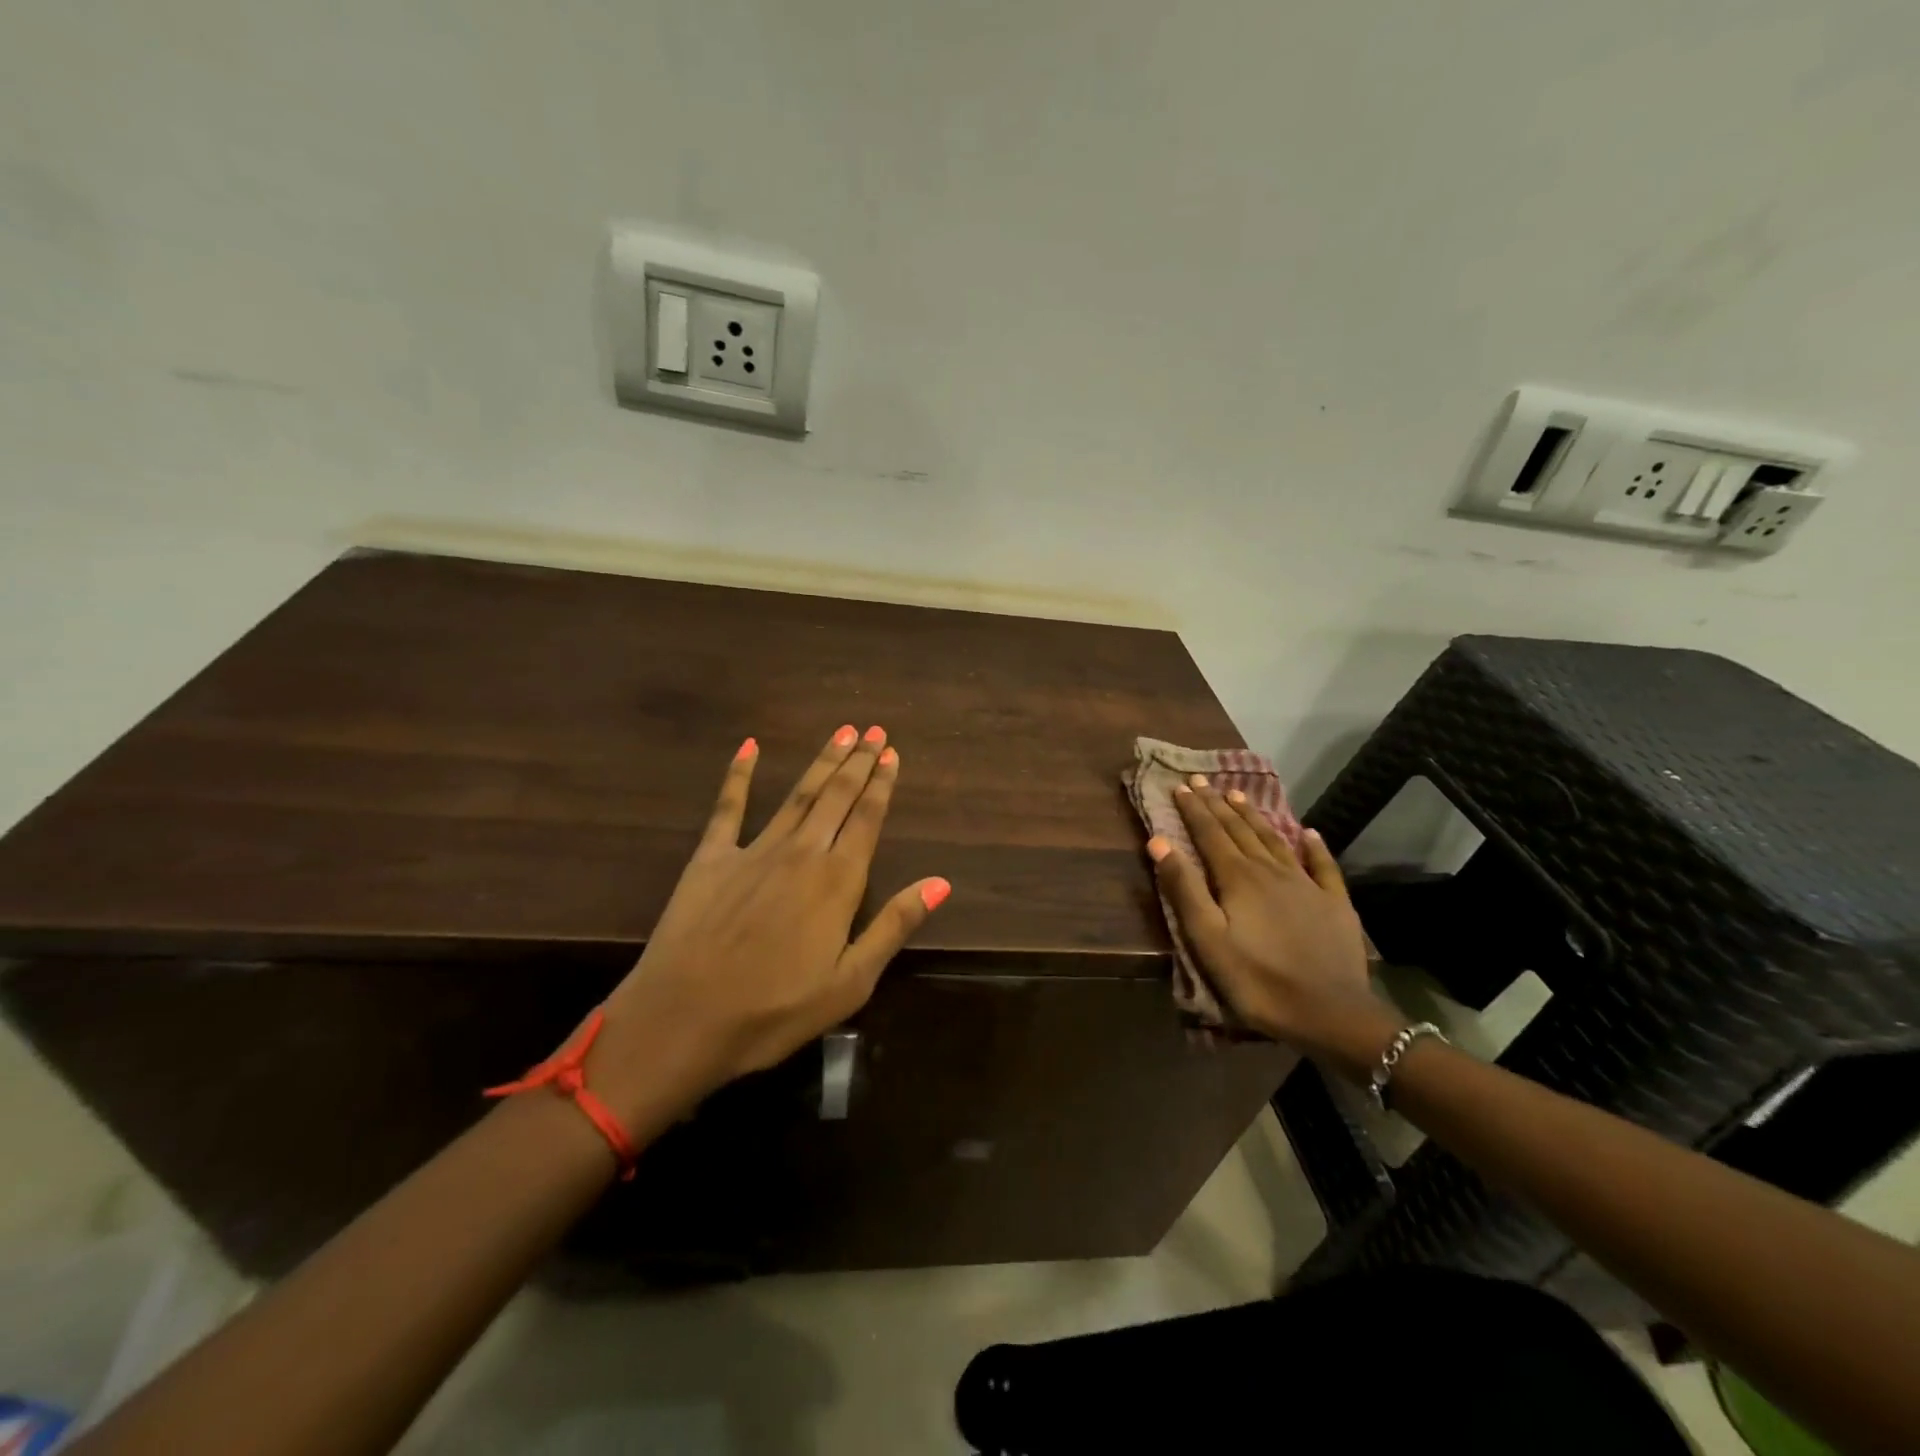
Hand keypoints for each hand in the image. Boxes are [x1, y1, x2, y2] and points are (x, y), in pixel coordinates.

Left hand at [591, 725, 948, 1124]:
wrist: (682, 1019)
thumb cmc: (774, 1011)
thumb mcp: (850, 983)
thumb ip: (894, 926)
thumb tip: (940, 882)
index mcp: (837, 882)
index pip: (868, 820)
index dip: (882, 785)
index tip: (892, 754)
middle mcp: (801, 854)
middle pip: (836, 797)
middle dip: (858, 762)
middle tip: (873, 730)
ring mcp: (753, 851)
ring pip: (797, 795)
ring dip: (821, 762)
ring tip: (840, 732)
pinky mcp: (711, 858)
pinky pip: (728, 807)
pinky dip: (738, 775)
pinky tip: (748, 746)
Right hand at [1147, 775, 1398, 1076]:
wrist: (1331, 1014)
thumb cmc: (1257, 980)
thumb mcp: (1208, 939)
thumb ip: (1184, 888)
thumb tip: (1159, 841)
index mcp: (1238, 878)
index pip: (1210, 834)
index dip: (1194, 809)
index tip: (1181, 786)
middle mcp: (1271, 870)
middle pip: (1240, 830)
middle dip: (1218, 805)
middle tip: (1203, 781)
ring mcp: (1306, 884)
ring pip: (1275, 840)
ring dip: (1254, 817)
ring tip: (1239, 796)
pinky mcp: (1334, 903)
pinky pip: (1322, 865)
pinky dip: (1314, 846)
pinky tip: (1310, 833)